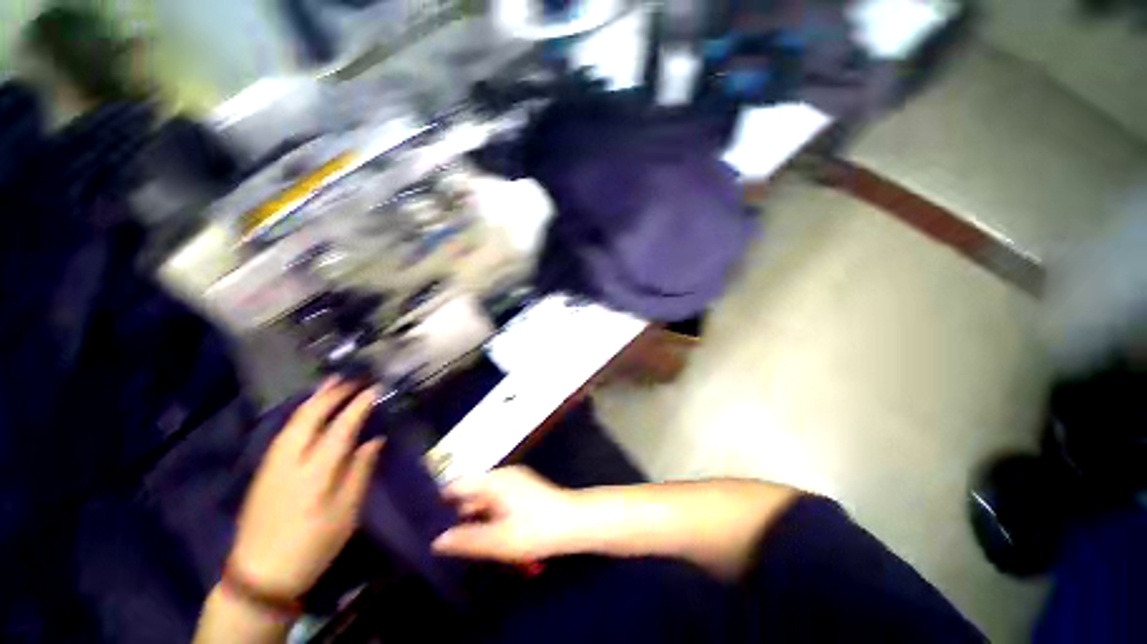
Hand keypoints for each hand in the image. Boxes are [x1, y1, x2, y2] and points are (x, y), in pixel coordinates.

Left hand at [229, 379, 383, 598]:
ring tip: (330, 384)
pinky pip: (284, 431)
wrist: (259, 574)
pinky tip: (307, 410)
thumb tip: (374, 440)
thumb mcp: (346, 514)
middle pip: (310, 417)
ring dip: (314, 399)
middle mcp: (290, 460)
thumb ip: (360, 473)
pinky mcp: (263, 470)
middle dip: (332, 394)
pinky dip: (300, 413)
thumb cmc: (312, 545)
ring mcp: (272, 463)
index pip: (340, 427)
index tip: (375, 389)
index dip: (359, 406)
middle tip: (352, 379)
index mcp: (315, 471)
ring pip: (293, 421)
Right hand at [432, 466, 581, 562]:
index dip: (440, 501)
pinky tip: (487, 537)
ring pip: (484, 499)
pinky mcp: (523, 491)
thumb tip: (437, 541)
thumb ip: (466, 540)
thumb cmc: (536, 529)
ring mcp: (514, 482)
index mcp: (494, 481)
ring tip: (461, 542)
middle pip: (471, 492)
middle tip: (440, 539)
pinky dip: (488, 516)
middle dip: (456, 513)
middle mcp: (502, 476)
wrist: (574, 522)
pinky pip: (497, 501)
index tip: (424, 521)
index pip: (458, 484)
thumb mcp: (499, 540)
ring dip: (474, 518)